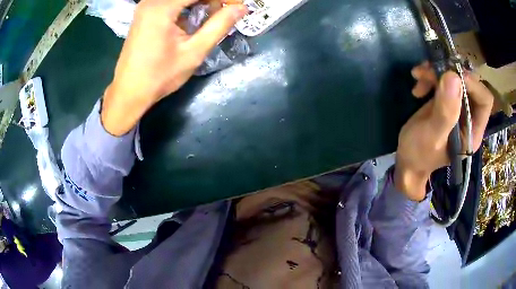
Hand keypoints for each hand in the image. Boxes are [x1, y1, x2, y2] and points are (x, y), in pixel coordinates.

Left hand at [102, 0, 247, 135]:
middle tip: (225, 12)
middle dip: (211, 0)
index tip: (236, 7)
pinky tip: (193, 19)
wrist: (129, 92)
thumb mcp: (193, 52)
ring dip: (200, 2)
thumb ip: (219, 25)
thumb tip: (241, 8)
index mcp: (162, 7)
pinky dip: (187, 6)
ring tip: (211, 17)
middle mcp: (151, 1)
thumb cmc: (159, 76)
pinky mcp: (144, 12)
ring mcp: (146, 5)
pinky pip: (171, 1)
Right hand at [395, 62, 493, 200]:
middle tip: (428, 71)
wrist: (407, 159)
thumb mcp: (431, 137)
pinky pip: (443, 78)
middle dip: (450, 73)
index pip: (484, 100)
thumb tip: (454, 78)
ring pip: (455, 76)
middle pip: (469, 83)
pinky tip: (418, 85)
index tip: (450, 77)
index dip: (471, 85)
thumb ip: (445, 113)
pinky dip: (429, 76)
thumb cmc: (419, 154)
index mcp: (472, 131)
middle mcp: (469, 117)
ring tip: (418, 75)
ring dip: (436, 71)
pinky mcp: (446, 100)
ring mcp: (458, 106)